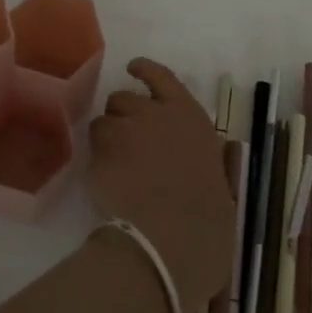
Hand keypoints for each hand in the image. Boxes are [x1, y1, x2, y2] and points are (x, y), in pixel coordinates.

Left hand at [87, 59, 234, 312]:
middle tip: (127, 139)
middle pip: (125, 98)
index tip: (133, 68)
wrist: (170, 245)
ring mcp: (125, 131)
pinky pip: (92, 149)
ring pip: (104, 121)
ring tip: (114, 163)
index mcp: (192, 118)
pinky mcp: (100, 155)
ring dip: (107, 136)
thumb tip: (202, 159)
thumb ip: (205, 161)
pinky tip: (105, 181)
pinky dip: (96, 161)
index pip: (163, 77)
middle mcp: (157, 115)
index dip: (145, 71)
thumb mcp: (219, 183)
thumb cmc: (208, 224)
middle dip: (123, 114)